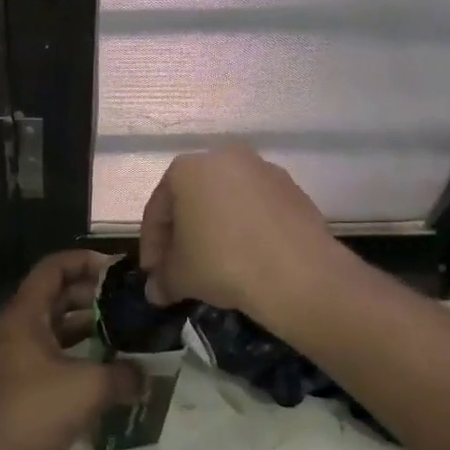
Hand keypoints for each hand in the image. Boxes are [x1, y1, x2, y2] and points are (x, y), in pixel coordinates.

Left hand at [0, 250, 142, 449]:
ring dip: (84, 325)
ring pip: (52, 326)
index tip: (116, 269)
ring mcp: (14, 357)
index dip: (83, 261)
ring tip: (121, 331)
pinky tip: (103, 368)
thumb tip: (146, 377)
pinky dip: (75, 353)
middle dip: (90, 294)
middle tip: (125, 301)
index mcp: (24, 315)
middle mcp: (15, 329)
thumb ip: (124, 375)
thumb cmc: (35, 411)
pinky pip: (49, 353)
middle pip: (53, 295)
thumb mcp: (89, 388)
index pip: (52, 268)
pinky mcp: (17, 384)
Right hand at [139, 145, 344, 324]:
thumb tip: (157, 291)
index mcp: (187, 169)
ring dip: (216, 230)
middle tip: (180, 268)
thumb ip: (164, 280)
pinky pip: (257, 209)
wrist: (298, 272)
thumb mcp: (181, 276)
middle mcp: (224, 158)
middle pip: (193, 200)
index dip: (152, 245)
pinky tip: (248, 257)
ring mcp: (262, 170)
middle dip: (184, 235)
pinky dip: (247, 229)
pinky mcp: (293, 188)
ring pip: (227, 202)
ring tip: (215, 264)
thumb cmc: (223, 263)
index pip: (158, 209)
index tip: (153, 273)